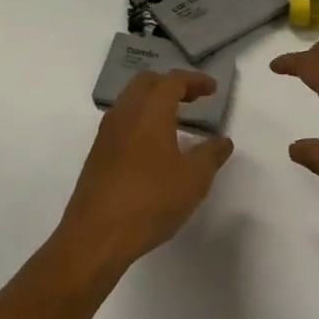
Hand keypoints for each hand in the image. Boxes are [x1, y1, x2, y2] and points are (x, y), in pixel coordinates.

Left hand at [55, 71, 234, 277]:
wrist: (96, 237)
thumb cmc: (150, 201)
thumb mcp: (193, 180)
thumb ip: (211, 155)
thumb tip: (222, 141)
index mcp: (149, 113)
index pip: (172, 81)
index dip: (194, 81)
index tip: (212, 90)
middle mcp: (124, 115)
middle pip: (146, 83)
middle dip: (171, 85)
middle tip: (193, 99)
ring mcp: (106, 135)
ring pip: (130, 102)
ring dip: (153, 102)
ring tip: (175, 121)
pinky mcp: (97, 156)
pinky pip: (121, 123)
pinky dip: (140, 121)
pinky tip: (153, 147)